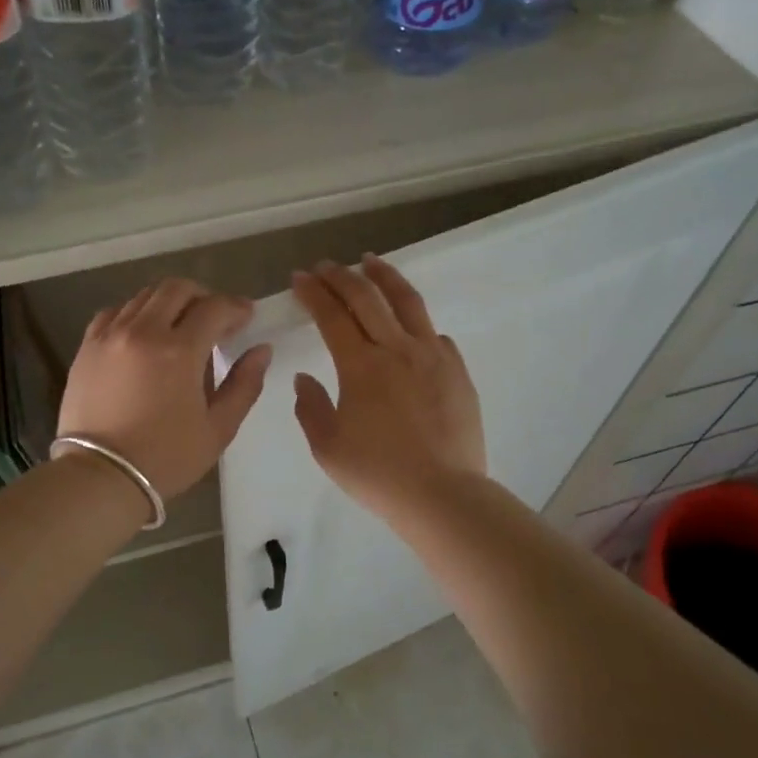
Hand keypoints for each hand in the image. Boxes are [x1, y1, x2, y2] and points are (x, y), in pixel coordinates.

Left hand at [59, 279, 271, 499]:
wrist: (100, 477)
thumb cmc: (166, 458)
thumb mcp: (218, 428)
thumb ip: (244, 384)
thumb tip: (261, 350)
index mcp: (179, 351)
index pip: (214, 308)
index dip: (236, 307)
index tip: (246, 318)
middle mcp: (143, 331)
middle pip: (177, 289)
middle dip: (203, 297)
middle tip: (215, 319)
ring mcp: (110, 335)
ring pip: (145, 296)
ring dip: (170, 303)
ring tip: (180, 326)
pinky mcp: (88, 346)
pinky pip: (116, 312)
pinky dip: (136, 313)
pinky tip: (144, 334)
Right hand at [291, 256, 485, 520]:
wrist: (441, 494)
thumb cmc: (377, 474)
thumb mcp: (327, 447)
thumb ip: (311, 408)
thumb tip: (306, 379)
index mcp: (360, 366)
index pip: (332, 315)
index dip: (314, 293)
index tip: (300, 278)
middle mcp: (396, 349)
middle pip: (367, 298)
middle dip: (341, 277)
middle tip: (325, 266)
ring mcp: (432, 356)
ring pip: (408, 303)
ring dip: (385, 277)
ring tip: (370, 262)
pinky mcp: (457, 371)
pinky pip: (434, 334)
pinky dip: (416, 321)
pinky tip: (411, 325)